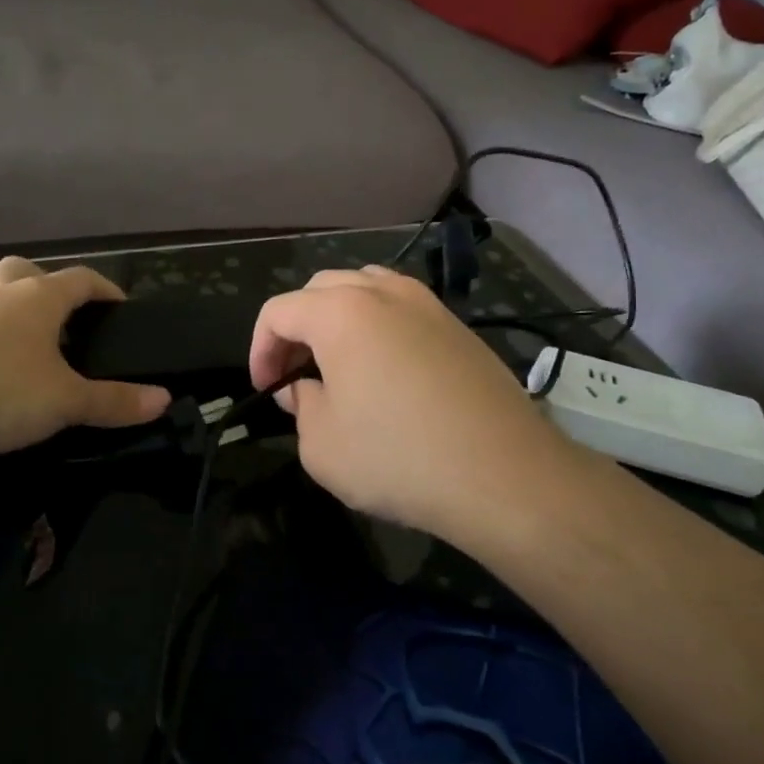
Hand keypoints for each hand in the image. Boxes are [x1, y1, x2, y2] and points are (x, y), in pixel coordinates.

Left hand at [0, 257, 171, 455]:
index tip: (120, 308)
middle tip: (63, 318)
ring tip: (21, 344)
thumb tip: (163, 399)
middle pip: (26, 270)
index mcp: (39, 299)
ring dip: (7, 309)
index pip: (82, 278)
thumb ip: (114, 401)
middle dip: (48, 285)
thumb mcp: (66, 401)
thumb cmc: (0, 389)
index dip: (105, 289)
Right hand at [249, 267, 571, 550]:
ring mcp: (426, 304)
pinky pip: (402, 308)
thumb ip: (300, 407)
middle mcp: (382, 292)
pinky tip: (385, 369)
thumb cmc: (398, 458)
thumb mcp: (321, 445)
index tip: (266, 391)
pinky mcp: (458, 326)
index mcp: (339, 312)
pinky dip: (378, 325)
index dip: (260, 350)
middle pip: (319, 290)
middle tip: (295, 374)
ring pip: (364, 288)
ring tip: (337, 363)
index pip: (278, 312)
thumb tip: (305, 389)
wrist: (503, 474)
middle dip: (296, 328)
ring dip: (337, 318)